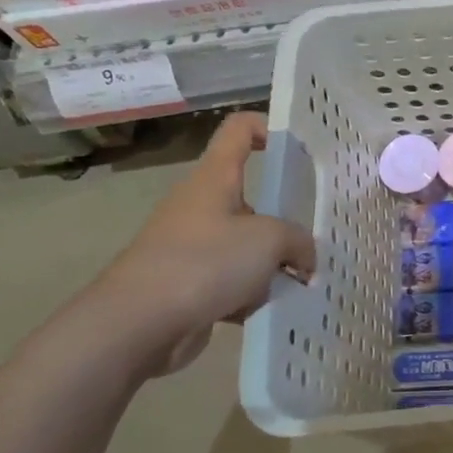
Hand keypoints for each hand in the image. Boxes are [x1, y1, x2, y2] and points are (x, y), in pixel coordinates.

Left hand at [84, 113, 316, 378]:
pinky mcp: (188, 285)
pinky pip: (232, 282)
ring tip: (300, 283)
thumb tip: (305, 260)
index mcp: (215, 178)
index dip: (269, 128)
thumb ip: (299, 242)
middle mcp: (201, 205)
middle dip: (284, 220)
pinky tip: (270, 310)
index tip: (299, 151)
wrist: (137, 324)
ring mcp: (192, 246)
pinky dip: (251, 294)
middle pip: (251, 198)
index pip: (240, 129)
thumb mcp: (269, 241)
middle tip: (315, 235)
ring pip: (245, 245)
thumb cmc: (205, 262)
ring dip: (271, 265)